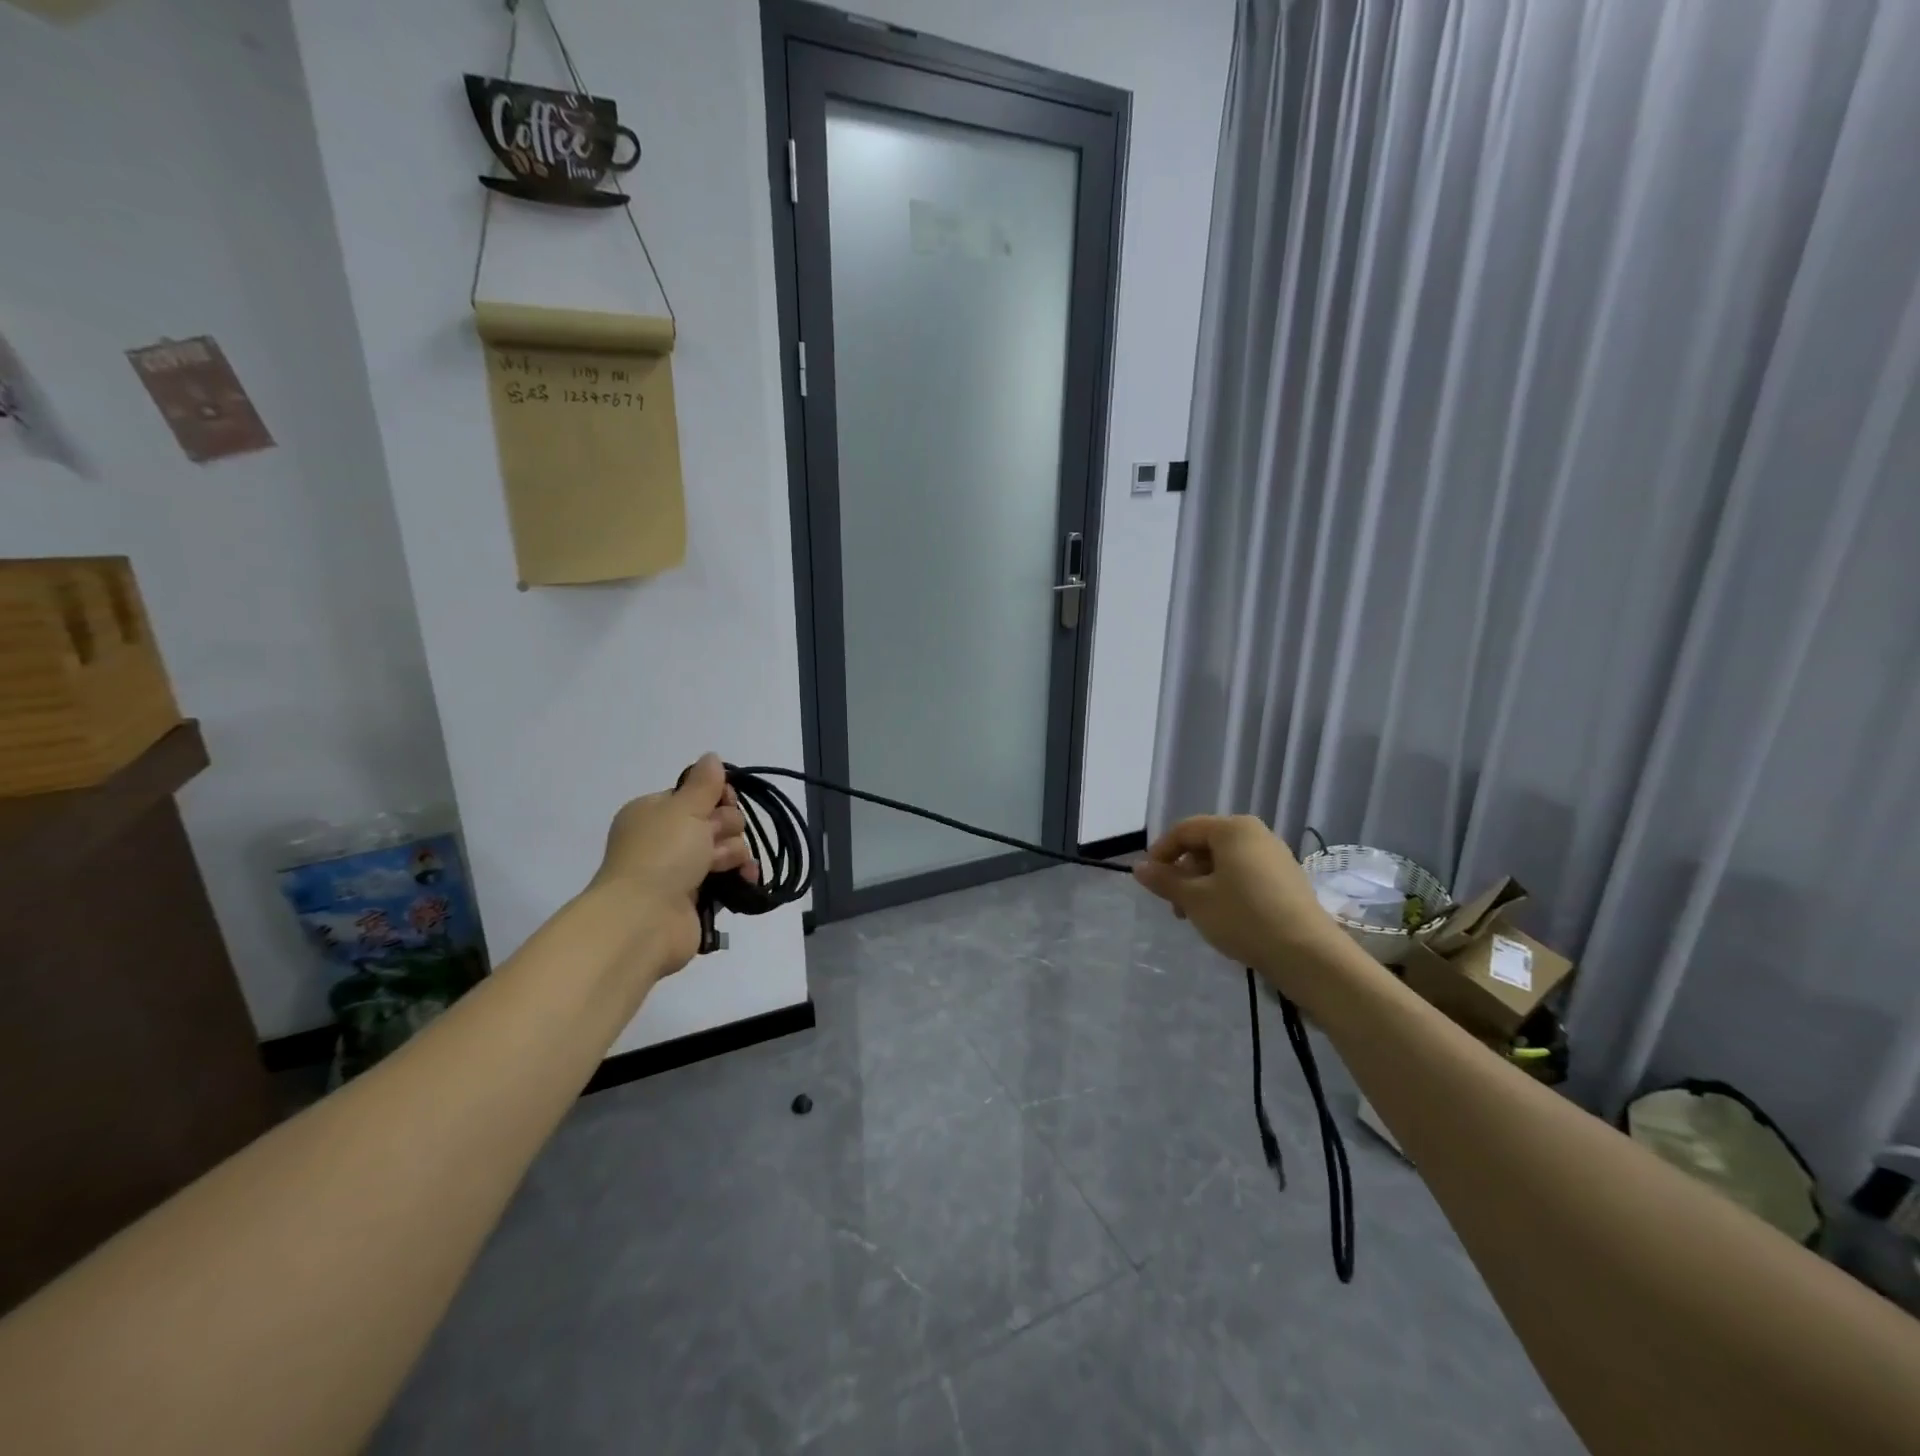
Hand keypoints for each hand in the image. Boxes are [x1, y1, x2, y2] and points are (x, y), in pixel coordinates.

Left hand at [591, 754, 757, 973]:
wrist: (644, 919)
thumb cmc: (660, 854)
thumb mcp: (683, 808)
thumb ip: (703, 783)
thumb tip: (710, 756)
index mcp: (654, 813)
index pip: (697, 794)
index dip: (717, 796)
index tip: (723, 801)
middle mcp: (666, 839)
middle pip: (716, 820)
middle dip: (725, 827)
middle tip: (711, 839)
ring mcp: (681, 870)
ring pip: (726, 848)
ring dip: (732, 853)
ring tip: (718, 866)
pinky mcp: (697, 898)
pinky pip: (729, 877)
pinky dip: (740, 876)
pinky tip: (746, 878)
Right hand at [1132, 814, 1346, 999]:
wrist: (1307, 954)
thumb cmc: (1243, 917)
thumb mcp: (1194, 899)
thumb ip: (1164, 880)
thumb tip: (1138, 867)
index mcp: (1233, 828)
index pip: (1184, 830)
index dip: (1161, 852)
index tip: (1149, 880)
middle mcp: (1256, 834)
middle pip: (1206, 845)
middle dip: (1184, 872)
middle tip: (1174, 904)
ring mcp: (1276, 857)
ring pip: (1225, 862)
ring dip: (1203, 884)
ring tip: (1197, 916)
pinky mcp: (1287, 880)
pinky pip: (1245, 875)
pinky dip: (1226, 890)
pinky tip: (1225, 918)